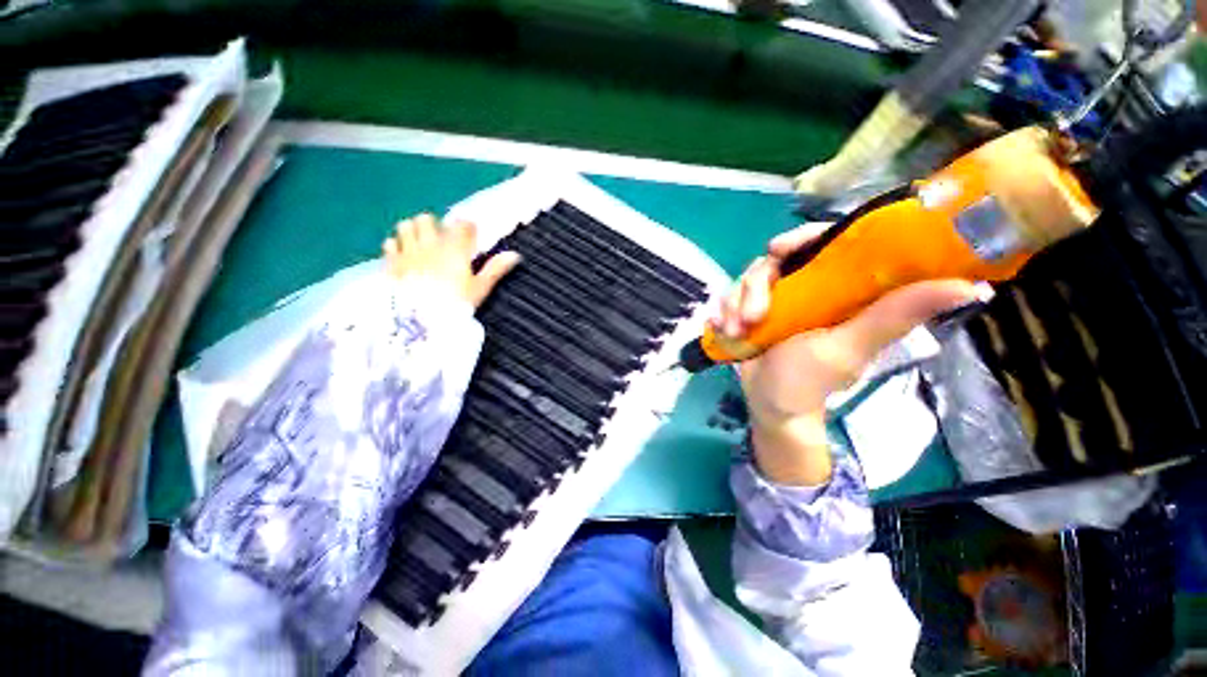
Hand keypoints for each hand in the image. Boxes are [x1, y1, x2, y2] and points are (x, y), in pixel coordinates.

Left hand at [383, 213, 519, 307]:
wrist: (422, 321)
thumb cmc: (457, 304)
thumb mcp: (480, 288)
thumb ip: (495, 269)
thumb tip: (515, 255)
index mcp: (454, 249)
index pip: (461, 225)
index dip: (467, 227)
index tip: (471, 235)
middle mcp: (429, 244)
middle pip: (428, 219)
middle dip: (435, 225)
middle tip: (442, 240)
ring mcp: (408, 251)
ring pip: (405, 226)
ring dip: (413, 231)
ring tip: (421, 244)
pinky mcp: (392, 263)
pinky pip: (390, 244)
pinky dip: (397, 246)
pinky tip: (405, 256)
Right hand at [715, 223, 983, 484]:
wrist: (771, 405)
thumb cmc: (812, 380)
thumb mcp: (850, 347)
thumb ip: (895, 315)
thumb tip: (971, 286)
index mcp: (834, 288)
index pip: (822, 243)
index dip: (800, 238)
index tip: (778, 249)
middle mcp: (802, 287)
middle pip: (770, 262)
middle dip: (753, 287)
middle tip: (751, 318)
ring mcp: (771, 301)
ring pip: (743, 281)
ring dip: (733, 305)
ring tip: (734, 333)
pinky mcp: (746, 313)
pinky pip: (726, 299)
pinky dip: (719, 312)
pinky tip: (720, 329)